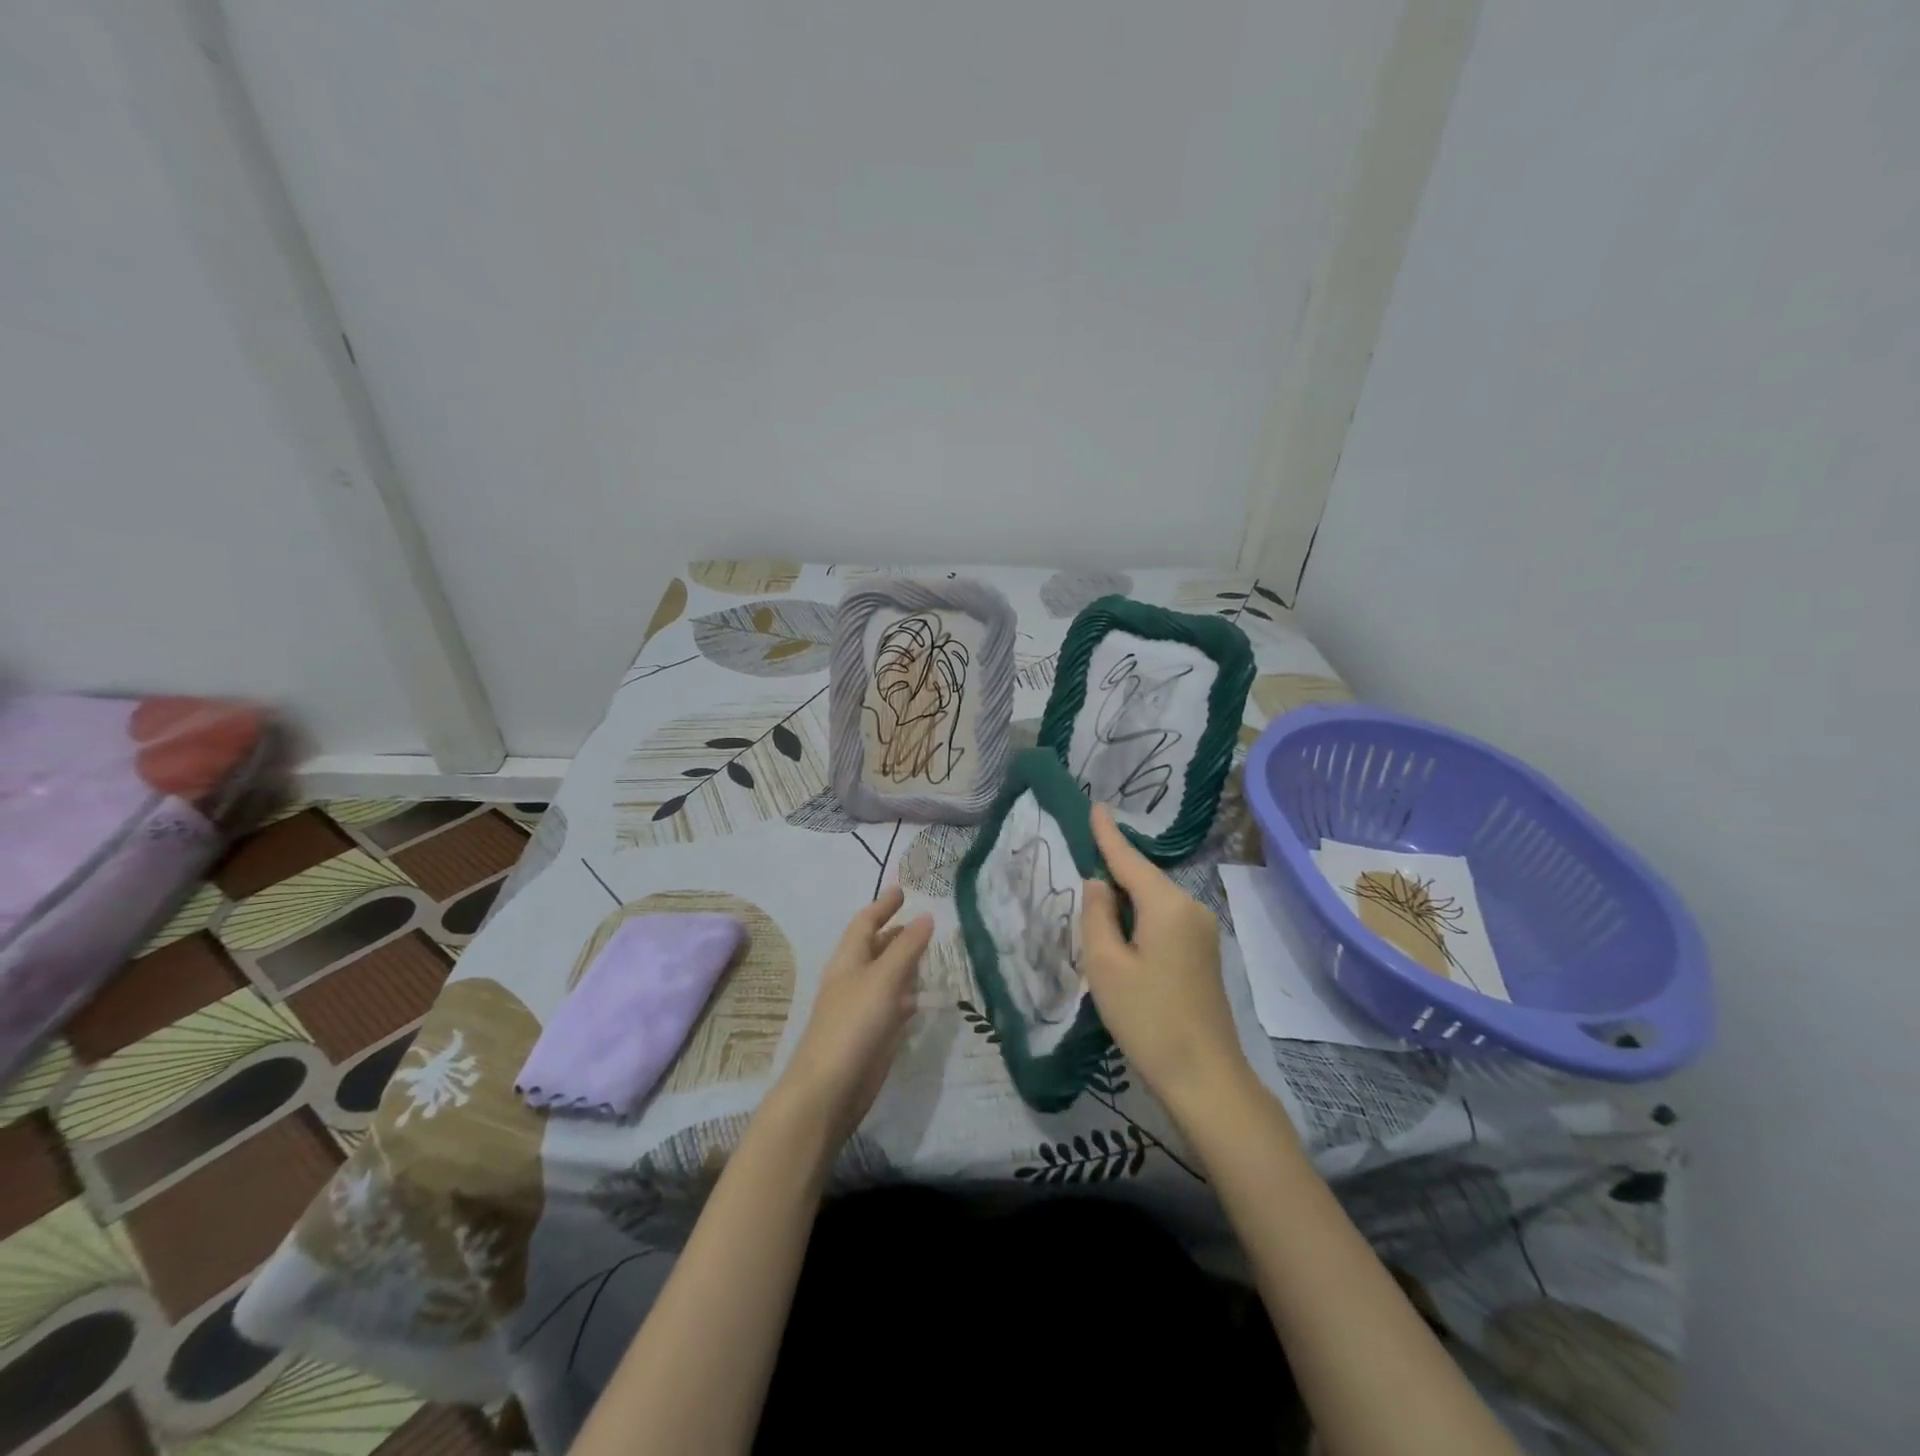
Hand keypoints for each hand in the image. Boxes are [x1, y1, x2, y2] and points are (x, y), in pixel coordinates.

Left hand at [767, 886, 933, 1147]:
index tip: (902, 891)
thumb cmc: (852, 1024)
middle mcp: (854, 978)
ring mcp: (862, 1008)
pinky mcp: (873, 1034)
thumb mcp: (883, 979)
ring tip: (931, 952)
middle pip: (875, 948)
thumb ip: (906, 948)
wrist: (829, 1088)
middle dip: (896, 933)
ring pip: (886, 976)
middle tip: (923, 921)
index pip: (865, 922)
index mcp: (849, 959)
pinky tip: (925, 996)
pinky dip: (908, 994)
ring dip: (905, 963)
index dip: (883, 905)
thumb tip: (925, 916)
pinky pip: (893, 1004)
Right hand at [1081, 804, 1255, 1121]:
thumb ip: (1097, 915)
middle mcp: (1191, 908)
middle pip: (1143, 878)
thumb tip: (1100, 884)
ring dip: (1124, 898)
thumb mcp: (1106, 965)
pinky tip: (1120, 930)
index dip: (1107, 834)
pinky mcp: (1203, 953)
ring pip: (1153, 900)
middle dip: (1113, 868)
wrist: (1205, 1077)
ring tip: (1092, 897)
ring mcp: (1202, 931)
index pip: (1129, 859)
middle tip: (1080, 855)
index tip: (1094, 805)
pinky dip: (1139, 917)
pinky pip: (1164, 919)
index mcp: (1167, 905)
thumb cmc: (1148, 1019)